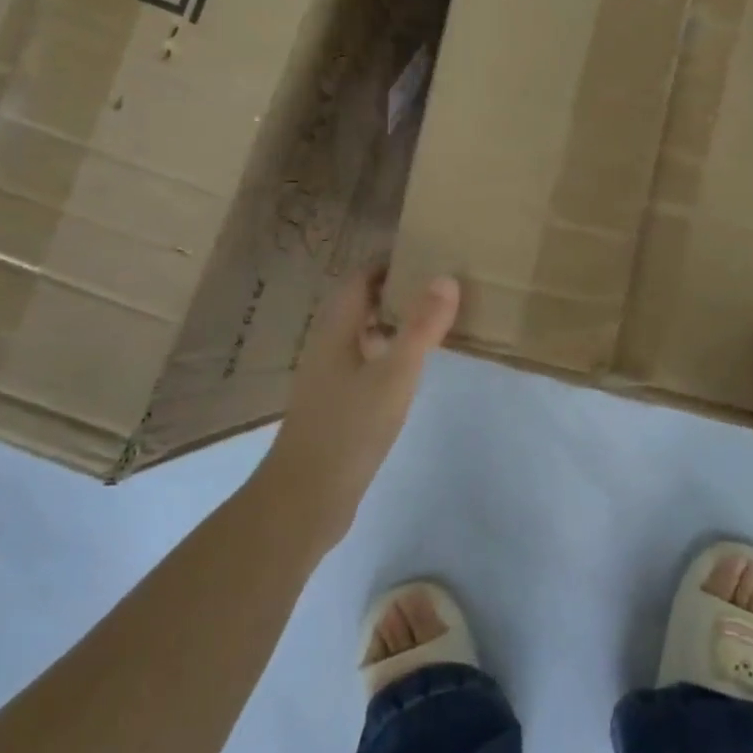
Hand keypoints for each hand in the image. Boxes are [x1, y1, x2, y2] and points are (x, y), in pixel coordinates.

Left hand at [261, 269, 459, 547]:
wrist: (306, 497)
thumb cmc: (349, 428)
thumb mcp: (394, 374)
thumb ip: (420, 327)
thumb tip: (446, 277)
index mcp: (336, 329)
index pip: (359, 278)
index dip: (389, 262)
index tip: (427, 255)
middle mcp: (328, 346)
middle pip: (359, 303)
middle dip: (395, 289)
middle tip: (439, 285)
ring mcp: (329, 377)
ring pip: (362, 334)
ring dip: (393, 322)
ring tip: (434, 320)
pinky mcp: (335, 405)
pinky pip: (365, 362)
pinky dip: (389, 353)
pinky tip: (411, 370)